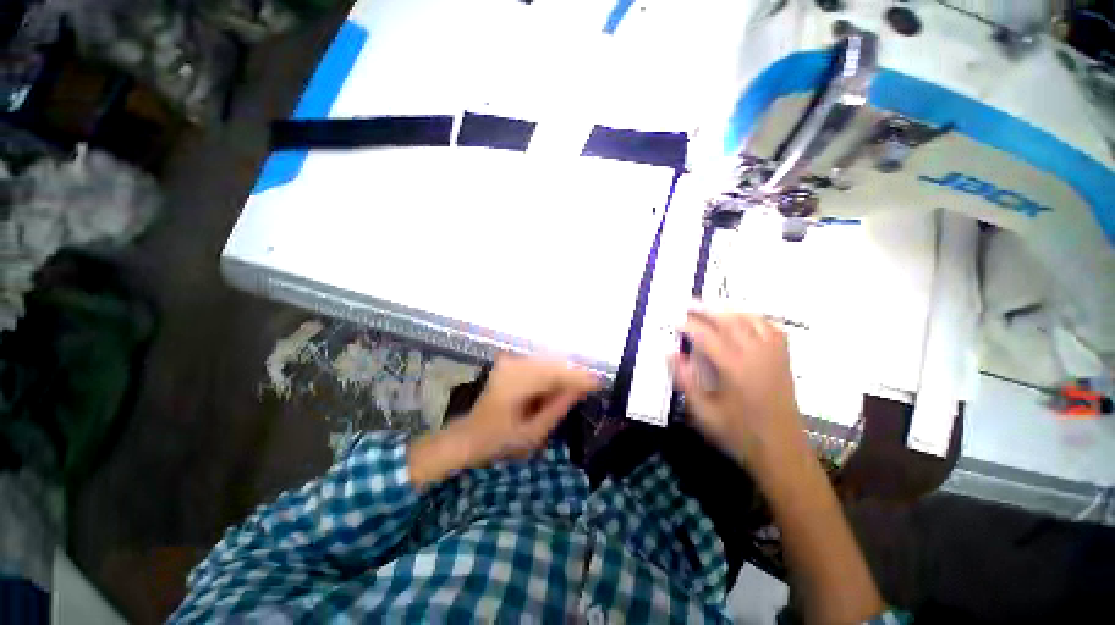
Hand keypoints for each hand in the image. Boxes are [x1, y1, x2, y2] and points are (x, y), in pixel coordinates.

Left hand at [409, 356, 599, 487]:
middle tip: (590, 387)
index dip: (578, 377)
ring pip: (547, 362)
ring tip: (576, 388)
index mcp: (517, 383)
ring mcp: (510, 363)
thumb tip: (579, 390)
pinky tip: (557, 386)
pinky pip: (538, 364)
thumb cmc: (499, 441)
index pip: (555, 374)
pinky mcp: (509, 364)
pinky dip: (551, 373)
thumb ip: (557, 409)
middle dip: (573, 374)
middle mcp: (513, 366)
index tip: (598, 383)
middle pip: (552, 364)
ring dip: (563, 373)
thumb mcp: (533, 433)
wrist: (469, 436)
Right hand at [672, 308, 805, 467]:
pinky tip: (744, 319)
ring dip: (729, 309)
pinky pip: (771, 328)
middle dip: (707, 309)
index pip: (707, 336)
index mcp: (734, 369)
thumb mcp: (703, 413)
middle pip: (730, 320)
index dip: (688, 326)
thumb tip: (669, 353)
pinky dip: (755, 318)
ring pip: (752, 319)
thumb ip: (685, 381)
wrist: (781, 451)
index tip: (674, 320)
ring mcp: (773, 355)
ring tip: (712, 307)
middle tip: (689, 304)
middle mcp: (756, 355)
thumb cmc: (738, 434)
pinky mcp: (783, 360)